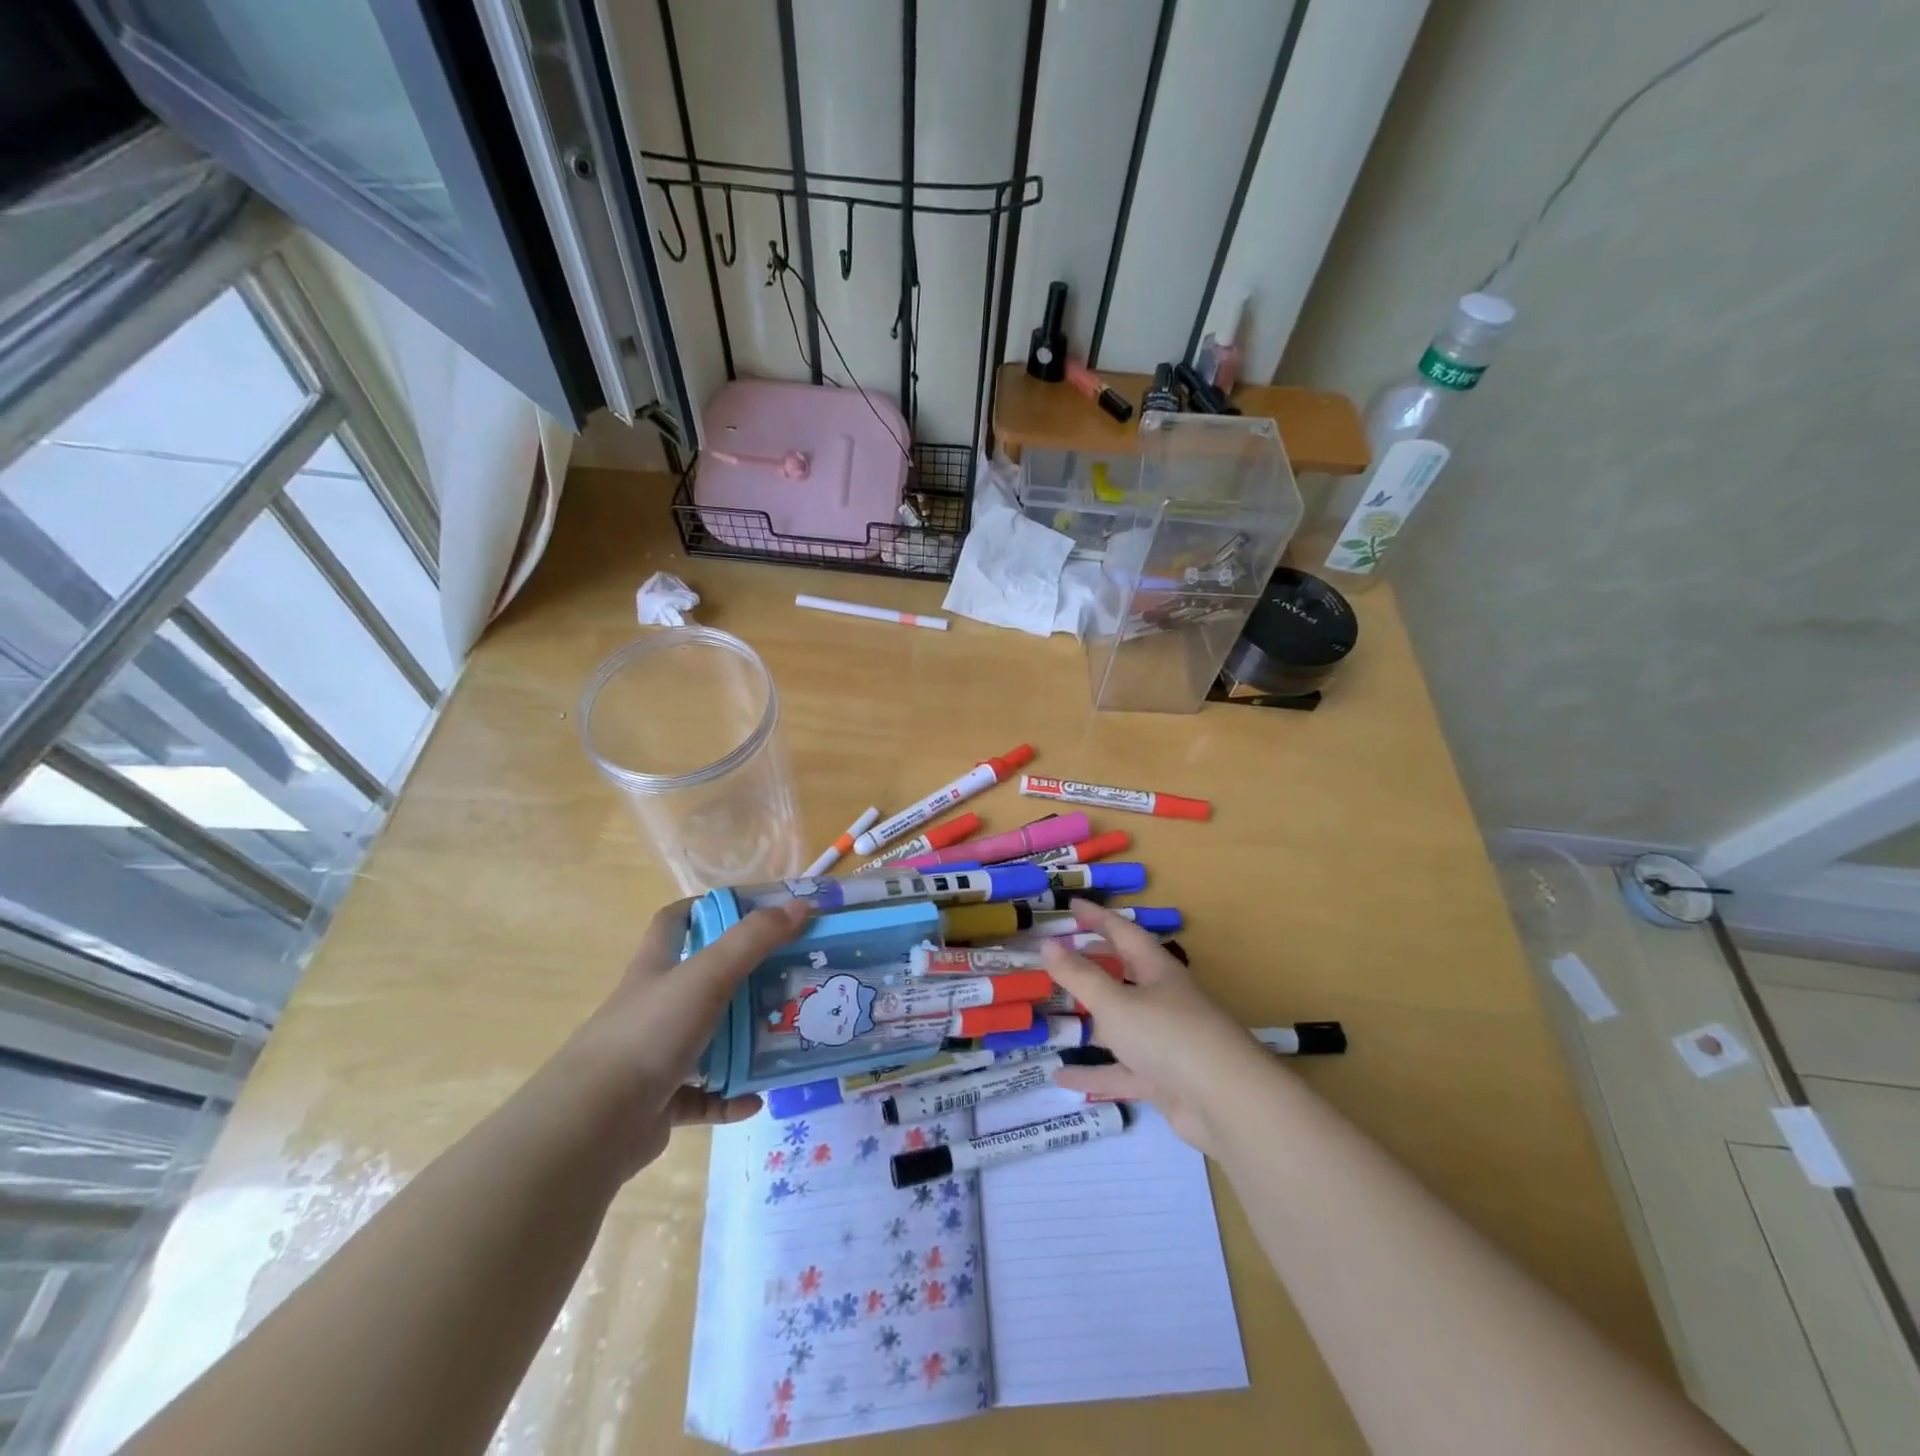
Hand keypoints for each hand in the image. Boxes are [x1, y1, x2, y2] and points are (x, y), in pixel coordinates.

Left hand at [555, 896, 808, 1179]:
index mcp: (657, 967)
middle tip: (787, 978)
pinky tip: (756, 1098)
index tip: (751, 911)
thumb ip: (753, 940)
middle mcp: (654, 1006)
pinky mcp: (660, 1102)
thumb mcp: (706, 975)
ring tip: (783, 1038)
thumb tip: (801, 906)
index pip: (675, 921)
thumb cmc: (649, 1033)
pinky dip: (730, 1097)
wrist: (594, 1124)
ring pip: (707, 1040)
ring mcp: (654, 1056)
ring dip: (742, 1041)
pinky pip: (704, 1096)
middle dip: (743, 979)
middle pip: (701, 982)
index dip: (707, 908)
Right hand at [1041, 901, 1275, 1155]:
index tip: (1072, 905)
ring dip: (1091, 1021)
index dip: (1097, 917)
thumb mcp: (1115, 1003)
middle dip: (1093, 966)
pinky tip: (1060, 1078)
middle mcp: (1163, 1000)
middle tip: (1058, 958)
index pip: (1123, 933)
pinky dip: (1093, 1073)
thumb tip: (1047, 944)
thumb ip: (1080, 976)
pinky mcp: (1164, 1079)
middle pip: (1124, 976)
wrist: (1227, 1103)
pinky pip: (1121, 1071)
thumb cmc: (1168, 1036)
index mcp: (1157, 970)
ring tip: (1055, 1016)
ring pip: (1121, 1025)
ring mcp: (1165, 1042)